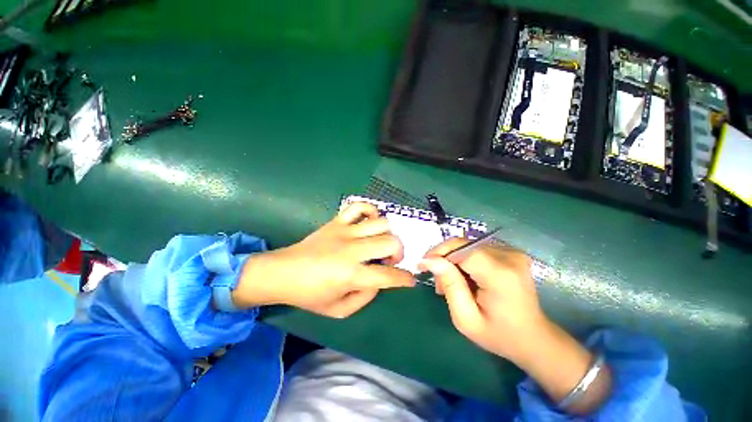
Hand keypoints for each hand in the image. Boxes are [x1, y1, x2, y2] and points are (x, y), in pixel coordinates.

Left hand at [232, 202, 414, 317]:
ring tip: (380, 243)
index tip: (409, 279)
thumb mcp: (339, 310)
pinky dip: (370, 211)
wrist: (283, 272)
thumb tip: (379, 281)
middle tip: (390, 261)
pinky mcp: (336, 221)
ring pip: (381, 223)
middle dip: (399, 253)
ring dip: (388, 235)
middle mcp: (351, 249)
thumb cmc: (310, 295)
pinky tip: (369, 223)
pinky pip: (359, 206)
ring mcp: (344, 231)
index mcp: (351, 274)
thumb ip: (365, 297)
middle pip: (390, 243)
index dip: (404, 278)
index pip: (388, 275)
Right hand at [419, 238, 543, 360]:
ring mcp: (512, 252)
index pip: (462, 250)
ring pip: (468, 245)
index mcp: (500, 275)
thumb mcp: (466, 318)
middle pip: (464, 244)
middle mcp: (509, 257)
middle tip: (436, 279)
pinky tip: (465, 276)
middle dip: (444, 257)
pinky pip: (477, 248)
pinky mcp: (511, 252)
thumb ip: (449, 285)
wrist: (533, 338)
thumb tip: (430, 260)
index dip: (439, 254)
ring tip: (450, 282)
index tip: (422, 265)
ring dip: (453, 259)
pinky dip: (465, 259)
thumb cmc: (498, 335)